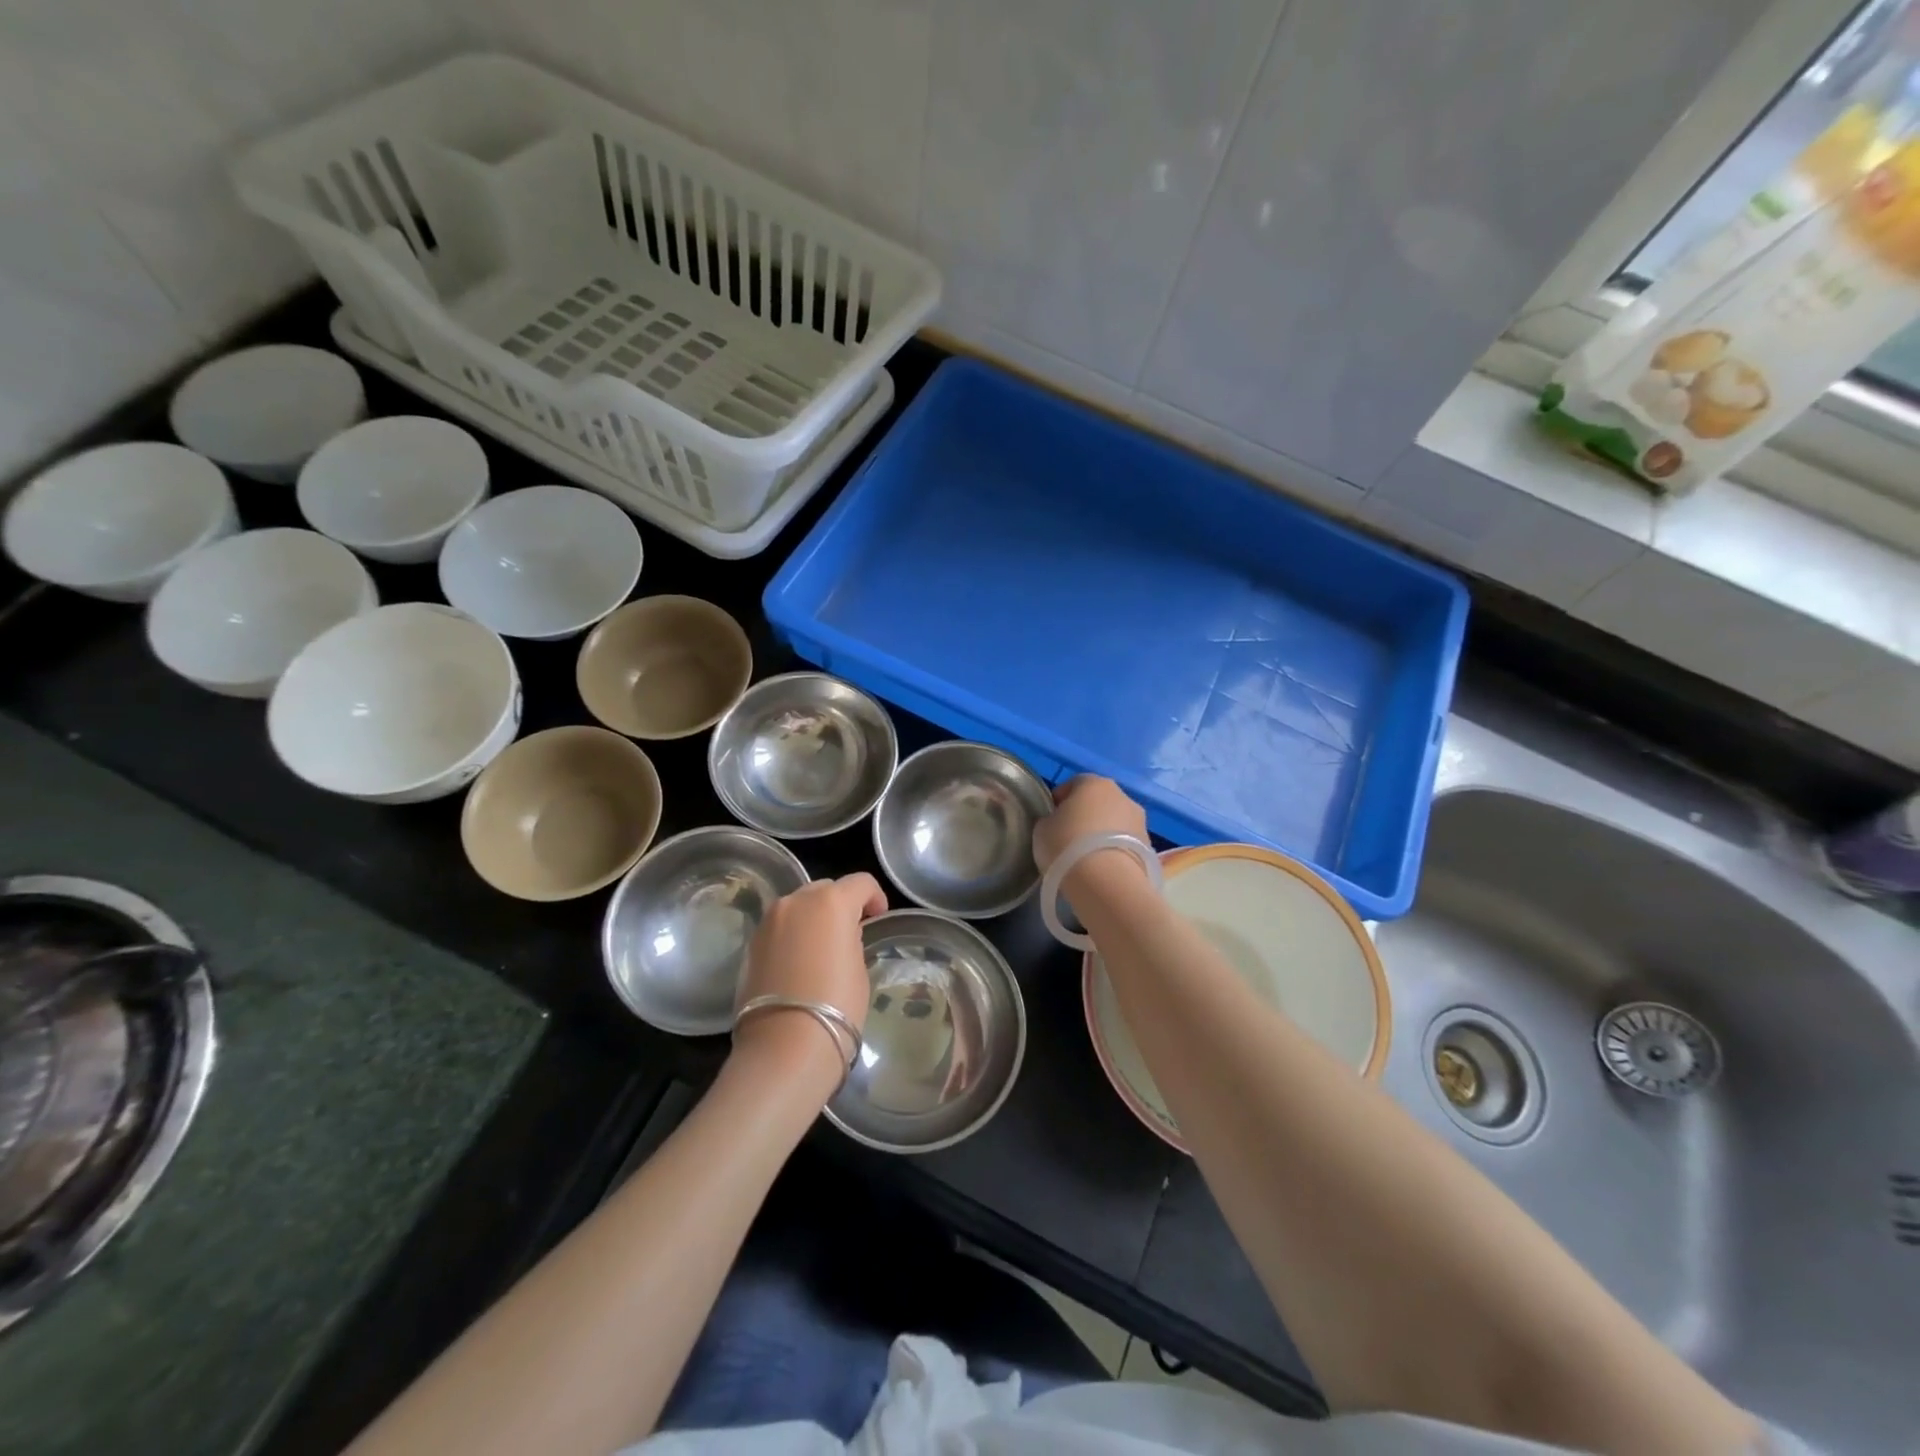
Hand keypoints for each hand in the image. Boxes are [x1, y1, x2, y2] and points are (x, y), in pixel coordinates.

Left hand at [732, 873, 886, 1077]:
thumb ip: (851, 939)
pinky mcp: (751, 944)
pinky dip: (792, 936)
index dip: (875, 898)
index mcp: (831, 902)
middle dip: (840, 905)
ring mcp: (768, 921)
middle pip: (825, 889)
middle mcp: (796, 901)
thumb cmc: (837, 1006)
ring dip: (812, 919)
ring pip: (798, 907)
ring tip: (821, 950)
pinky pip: (779, 928)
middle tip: (849, 934)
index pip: (860, 883)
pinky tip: (798, 965)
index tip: (877, 918)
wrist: (785, 1046)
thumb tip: (841, 936)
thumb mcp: (859, 968)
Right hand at [1034, 775, 1149, 871]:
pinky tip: (1103, 870)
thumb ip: (1051, 820)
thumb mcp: (1042, 829)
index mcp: (1094, 783)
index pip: (1073, 784)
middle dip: (1085, 817)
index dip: (1060, 801)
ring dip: (1103, 835)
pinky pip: (1125, 844)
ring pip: (1115, 823)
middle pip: (1098, 802)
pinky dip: (1115, 852)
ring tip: (1088, 859)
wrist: (1106, 883)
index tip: (1052, 821)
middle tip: (1069, 840)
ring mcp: (1140, 821)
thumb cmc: (1066, 846)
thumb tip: (1059, 823)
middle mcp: (1122, 796)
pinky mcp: (1150, 847)